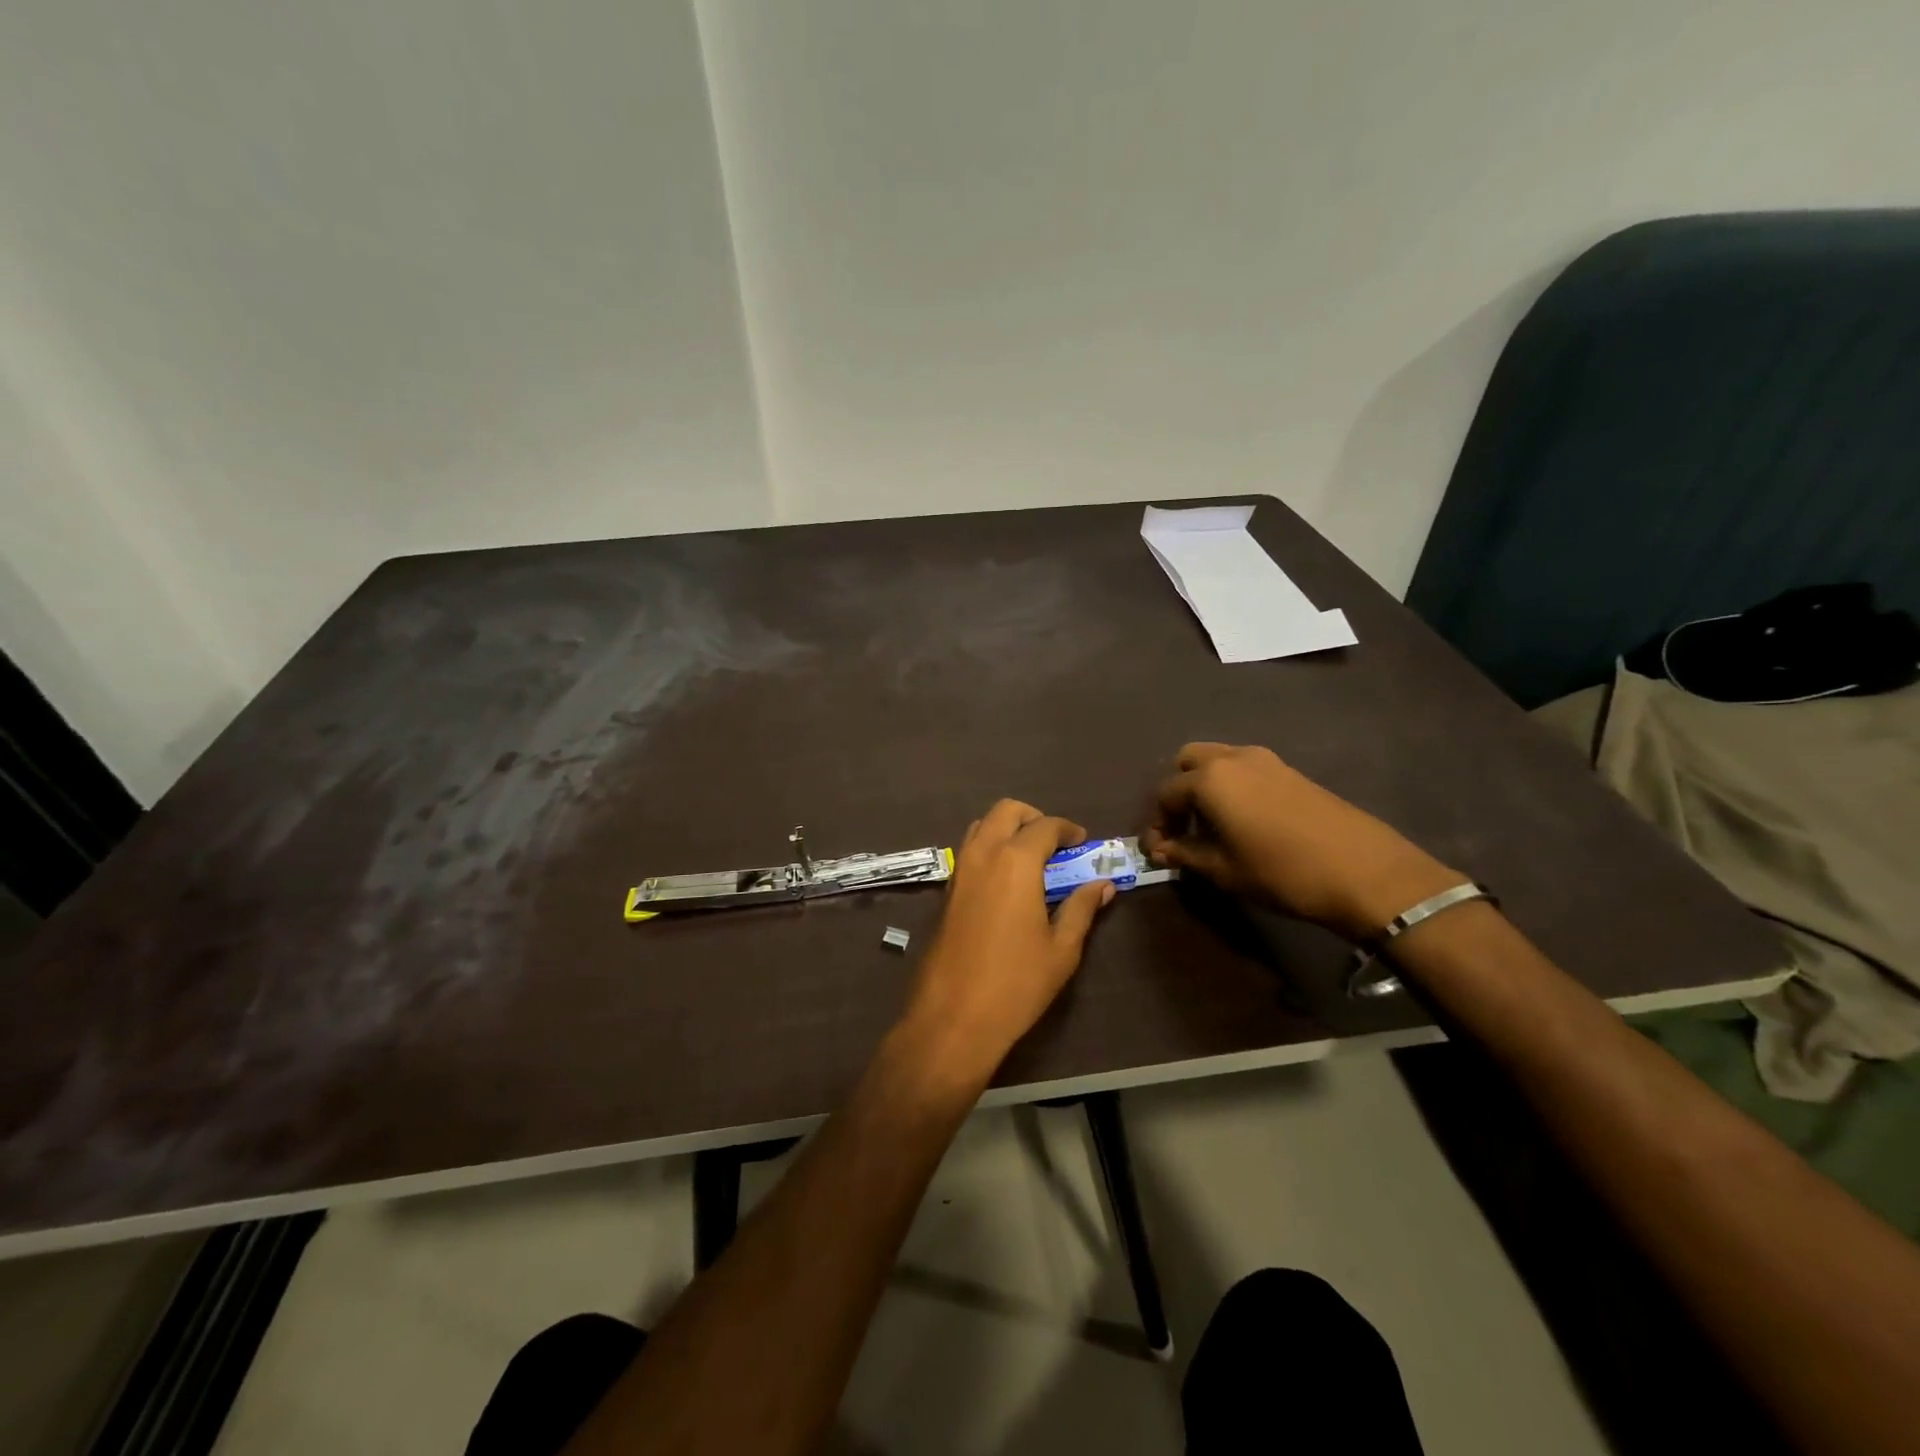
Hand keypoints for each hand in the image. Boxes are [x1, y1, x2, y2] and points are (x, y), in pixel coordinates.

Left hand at [899, 800, 1115, 1081]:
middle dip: (1033, 818)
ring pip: (981, 827)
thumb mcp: (1061, 948)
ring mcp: (959, 871)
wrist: (953, 1017)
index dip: (1067, 829)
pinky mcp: (946, 892)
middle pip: (1006, 811)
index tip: (1082, 842)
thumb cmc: (1016, 983)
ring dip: (1007, 829)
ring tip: (1032, 859)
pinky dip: (989, 848)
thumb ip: (1081, 908)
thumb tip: (1103, 885)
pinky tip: (1007, 881)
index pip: (1044, 826)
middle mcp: (982, 855)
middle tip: (1056, 843)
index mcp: (1015, 861)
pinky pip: (968, 851)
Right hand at [1143, 743, 1461, 939]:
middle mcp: (1232, 758)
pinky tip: (1244, 821)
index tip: (1160, 851)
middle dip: (1178, 791)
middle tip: (1184, 827)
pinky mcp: (1290, 771)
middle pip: (1188, 760)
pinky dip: (1232, 786)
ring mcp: (1265, 760)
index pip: (1165, 793)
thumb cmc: (1280, 872)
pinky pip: (1245, 768)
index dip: (1157, 823)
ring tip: (1213, 825)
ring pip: (1219, 760)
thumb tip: (1162, 850)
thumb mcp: (1223, 870)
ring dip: (1205, 785)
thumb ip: (1185, 854)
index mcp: (1209, 779)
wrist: (1363, 870)